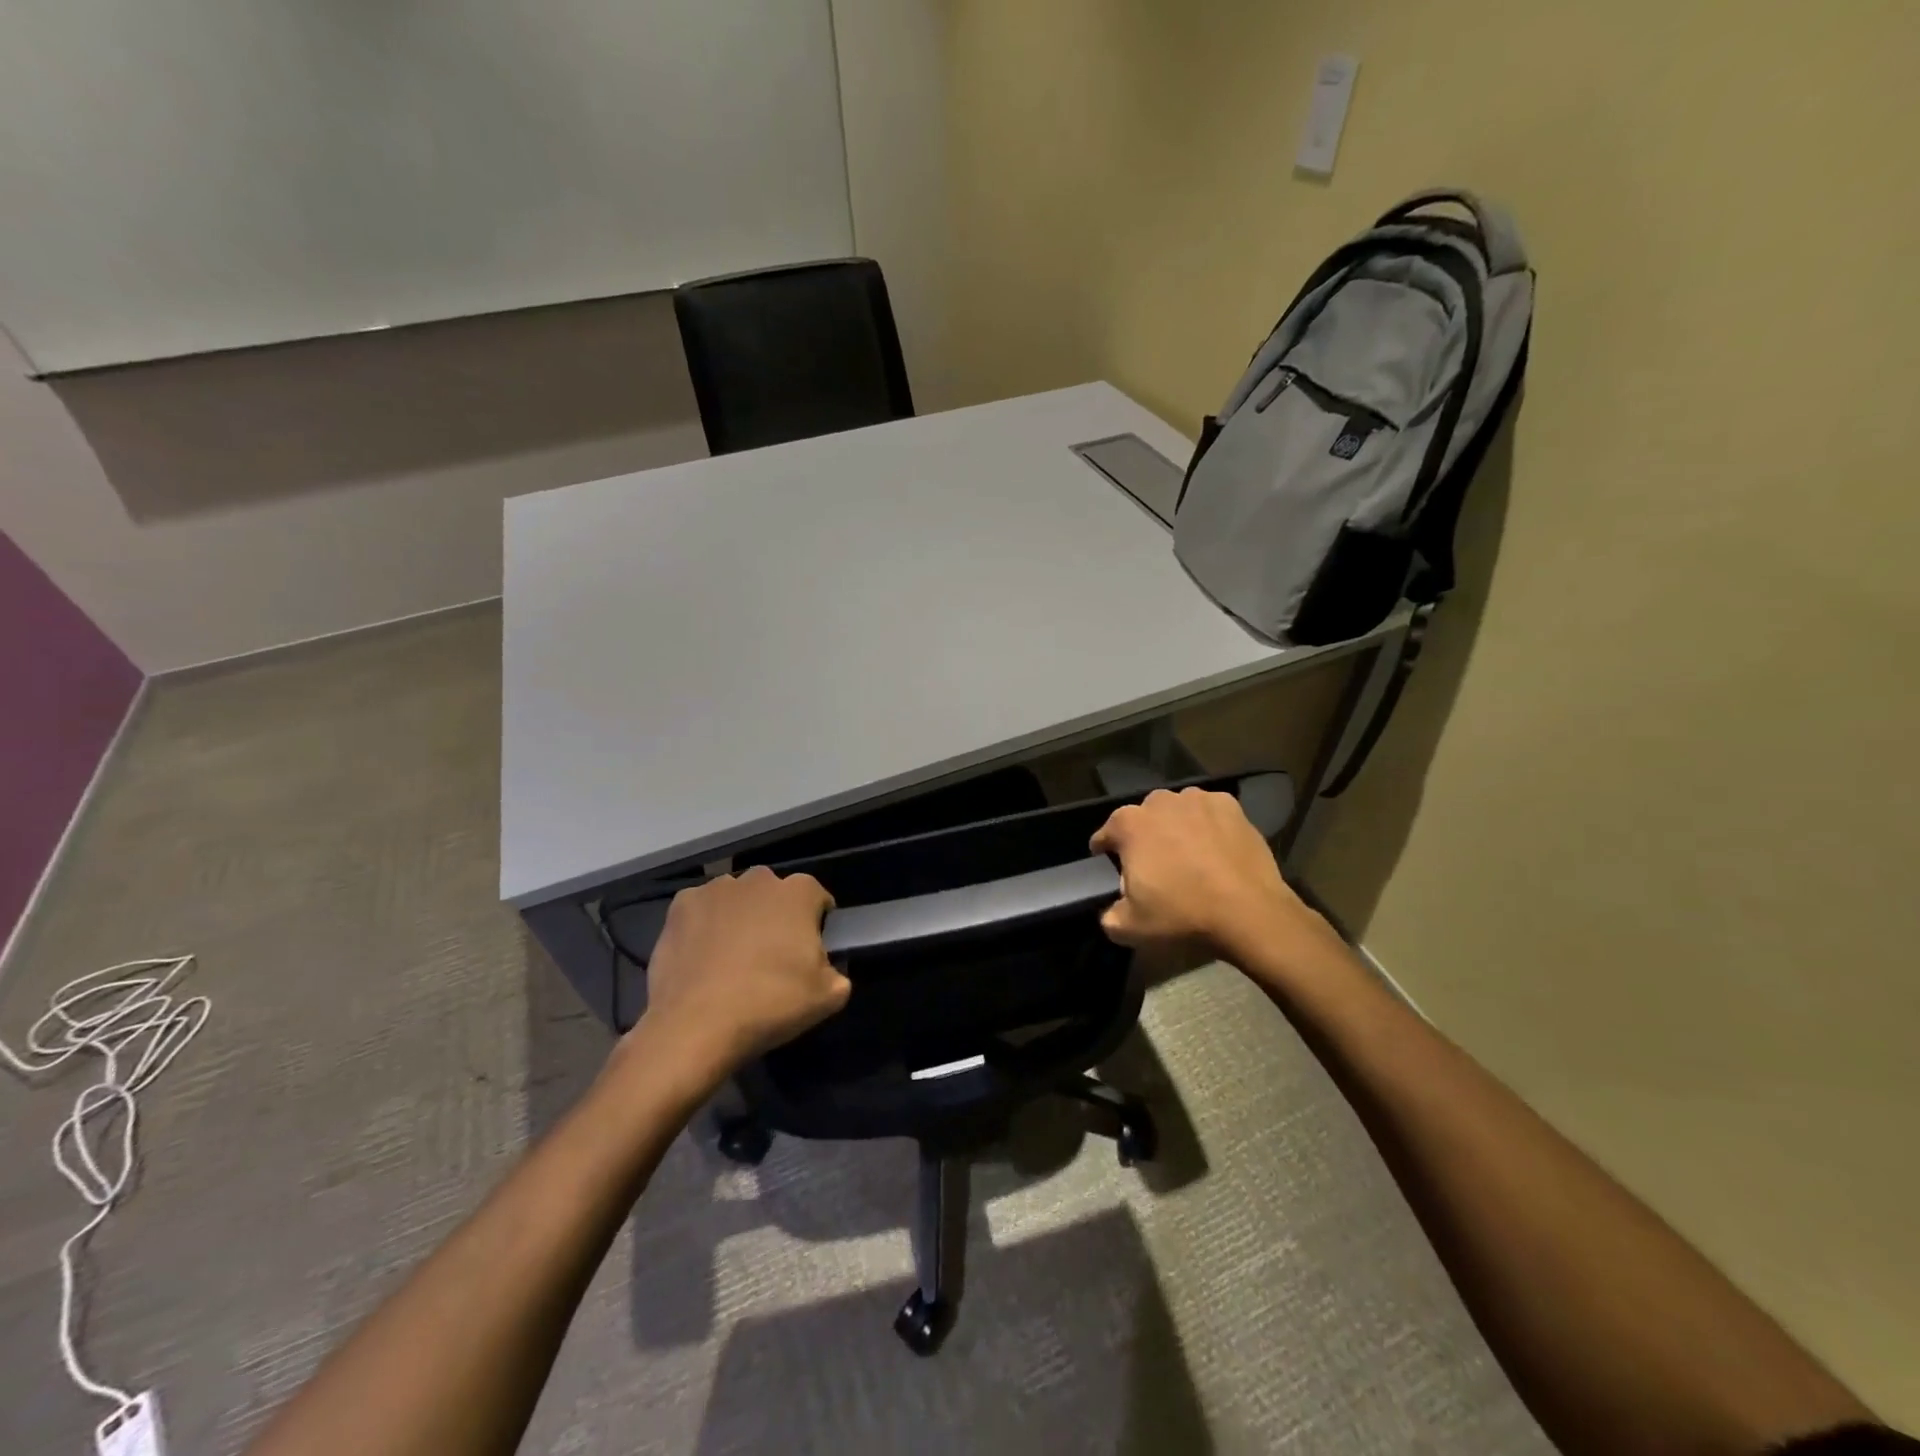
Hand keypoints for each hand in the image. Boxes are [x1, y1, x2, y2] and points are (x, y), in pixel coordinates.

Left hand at [635, 867, 849, 1081]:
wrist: (696, 1025)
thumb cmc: (770, 1003)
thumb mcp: (828, 997)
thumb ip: (837, 973)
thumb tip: (827, 970)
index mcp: (798, 893)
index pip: (817, 898)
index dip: (816, 924)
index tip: (809, 952)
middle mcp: (758, 879)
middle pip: (774, 893)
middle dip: (775, 916)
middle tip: (770, 956)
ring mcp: (716, 889)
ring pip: (736, 899)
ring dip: (739, 917)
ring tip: (732, 958)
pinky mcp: (681, 906)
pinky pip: (701, 910)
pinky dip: (704, 926)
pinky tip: (702, 957)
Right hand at [1090, 787, 1327, 967]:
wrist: (1249, 912)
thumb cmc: (1182, 914)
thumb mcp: (1129, 928)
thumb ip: (1108, 915)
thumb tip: (1111, 909)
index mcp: (1128, 824)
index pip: (1105, 835)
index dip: (1105, 853)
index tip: (1113, 870)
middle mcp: (1159, 802)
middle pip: (1142, 818)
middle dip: (1144, 838)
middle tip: (1156, 868)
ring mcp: (1197, 799)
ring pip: (1176, 811)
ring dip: (1176, 827)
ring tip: (1188, 856)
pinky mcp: (1230, 805)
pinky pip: (1208, 812)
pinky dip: (1208, 825)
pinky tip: (1216, 849)